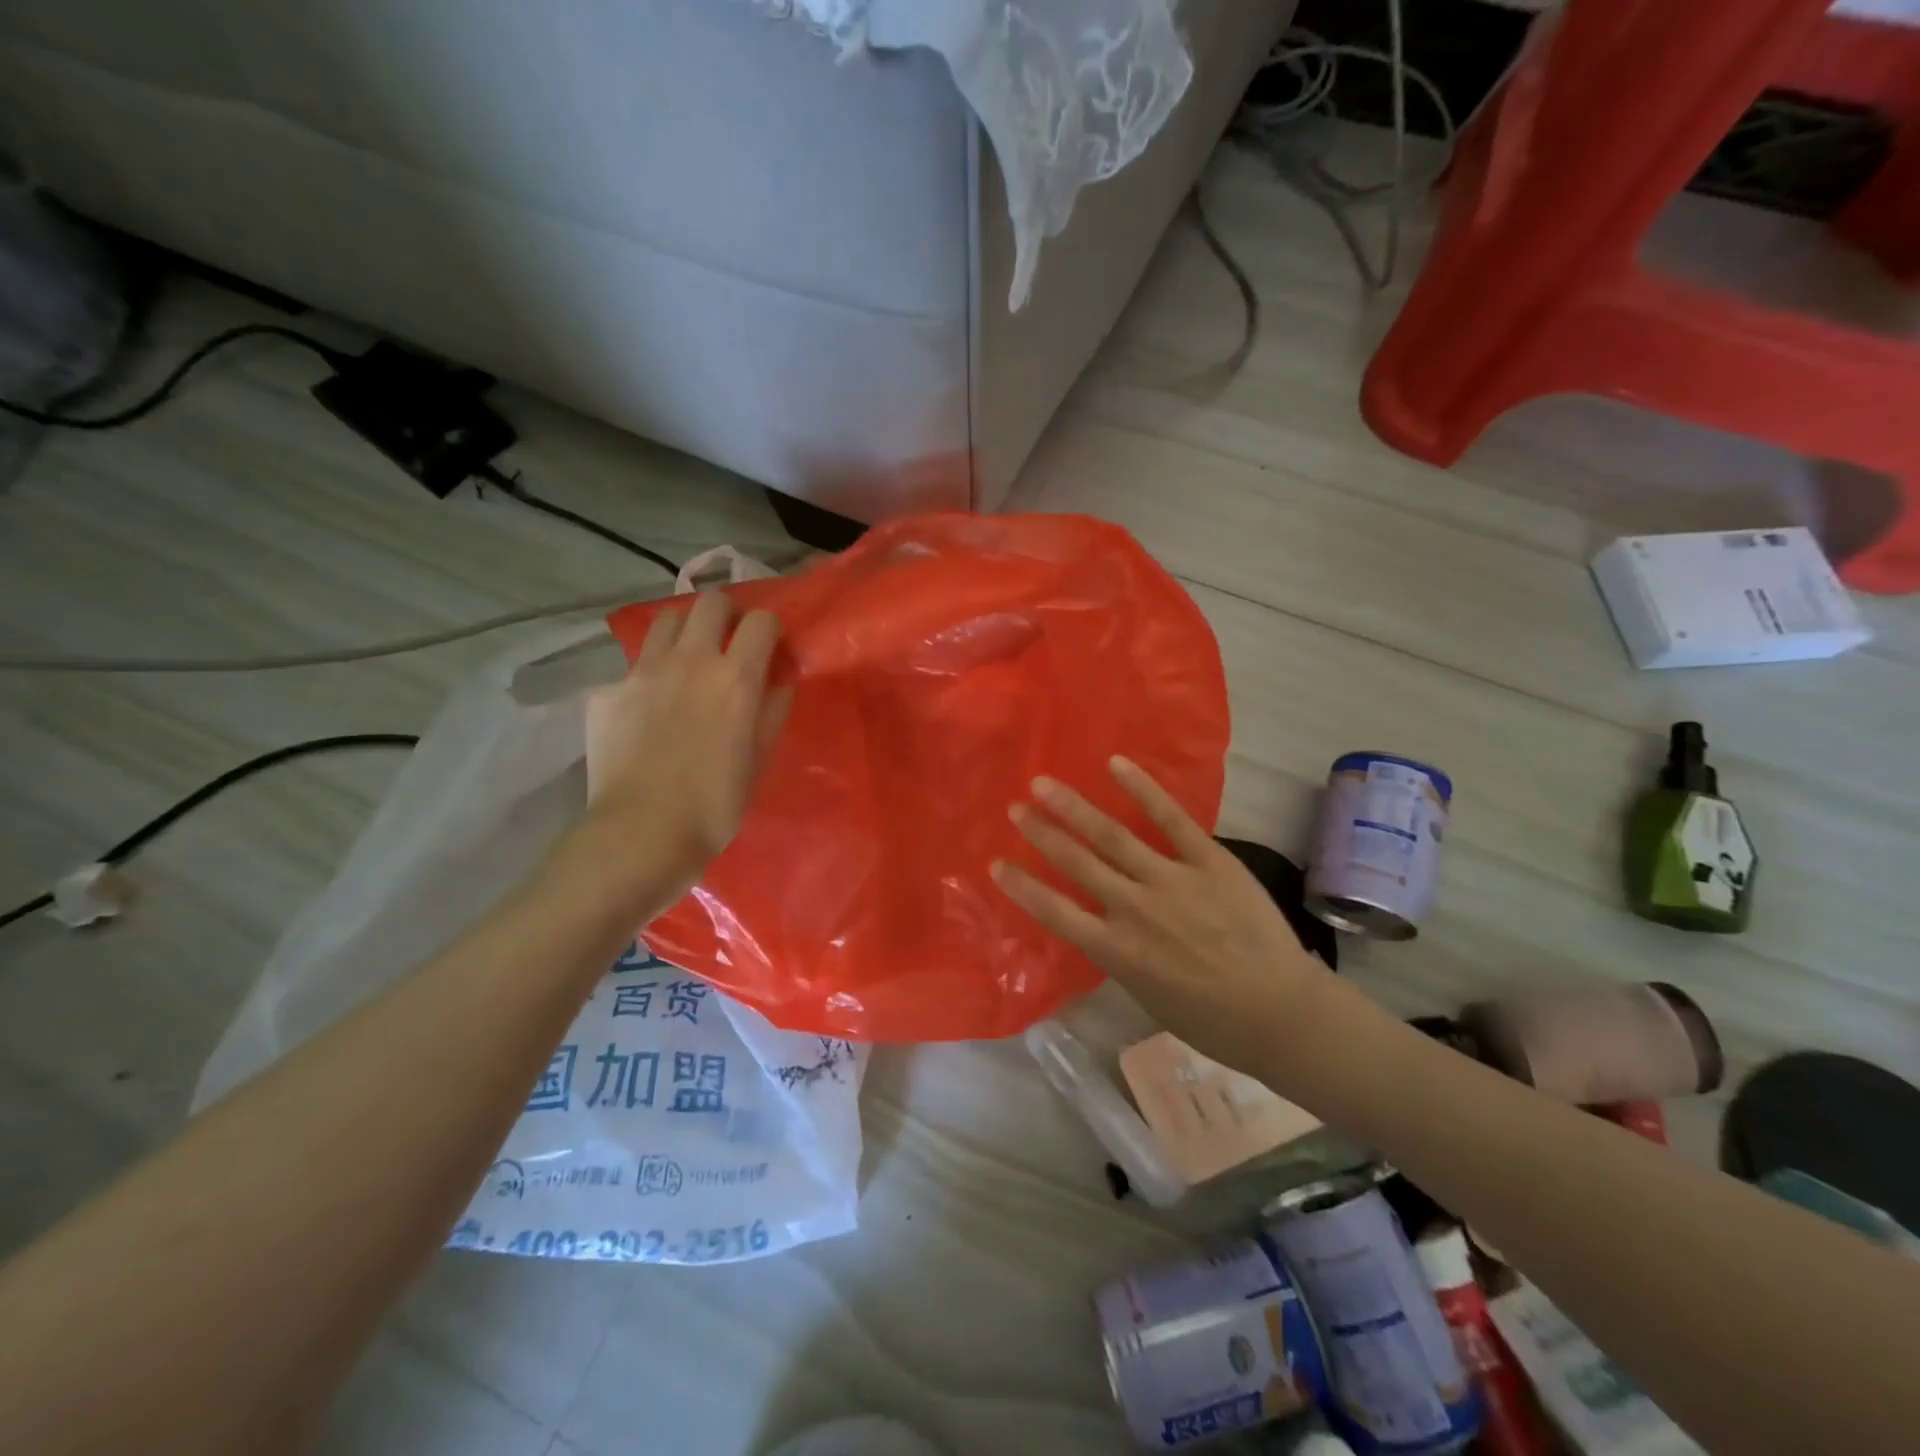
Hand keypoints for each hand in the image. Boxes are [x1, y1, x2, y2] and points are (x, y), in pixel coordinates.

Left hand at [584, 592, 789, 893]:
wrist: (641, 832)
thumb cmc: (715, 804)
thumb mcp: (759, 758)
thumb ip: (773, 709)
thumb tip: (779, 678)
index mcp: (735, 677)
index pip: (761, 620)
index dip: (769, 628)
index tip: (769, 646)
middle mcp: (690, 660)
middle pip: (710, 602)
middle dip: (726, 613)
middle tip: (728, 640)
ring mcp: (642, 672)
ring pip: (666, 621)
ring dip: (684, 632)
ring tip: (686, 660)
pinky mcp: (607, 691)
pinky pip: (632, 667)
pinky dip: (647, 677)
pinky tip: (646, 709)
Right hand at [992, 757, 1327, 1076]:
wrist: (1280, 1013)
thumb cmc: (1212, 1020)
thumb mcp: (1149, 996)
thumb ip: (1121, 955)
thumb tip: (1105, 926)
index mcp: (1116, 951)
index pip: (1054, 911)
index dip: (1022, 886)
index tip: (996, 864)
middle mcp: (1134, 909)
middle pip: (1076, 863)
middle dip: (1041, 833)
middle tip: (1014, 807)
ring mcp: (1171, 880)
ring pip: (1111, 836)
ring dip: (1073, 807)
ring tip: (1044, 784)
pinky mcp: (1208, 860)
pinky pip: (1170, 818)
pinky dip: (1142, 789)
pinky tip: (1116, 765)